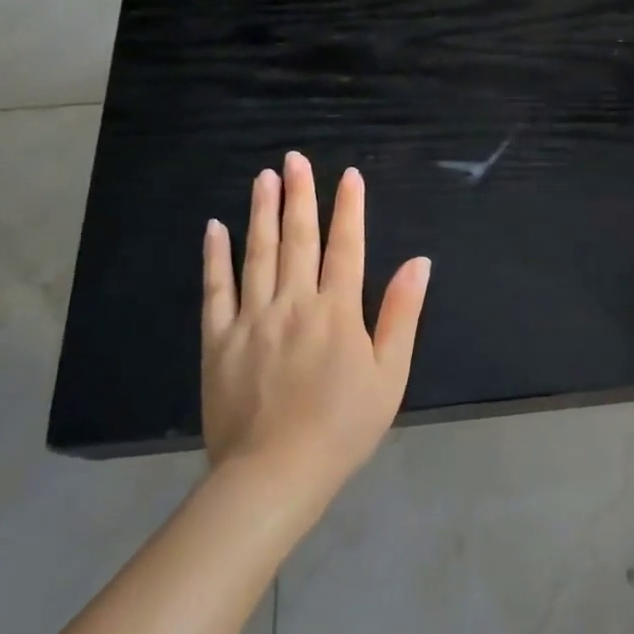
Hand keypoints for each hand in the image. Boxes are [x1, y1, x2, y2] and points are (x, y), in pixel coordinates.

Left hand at [200, 152, 430, 498]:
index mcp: (337, 311)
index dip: (349, 209)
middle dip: (300, 195)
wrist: (274, 474)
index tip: (348, 175)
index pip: (346, 246)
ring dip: (262, 213)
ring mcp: (252, 319)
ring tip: (264, 178)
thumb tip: (418, 262)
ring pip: (257, 254)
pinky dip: (215, 257)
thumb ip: (401, 314)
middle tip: (295, 159)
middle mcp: (294, 303)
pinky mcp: (218, 341)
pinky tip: (215, 228)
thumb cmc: (343, 426)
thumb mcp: (390, 374)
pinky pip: (216, 290)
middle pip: (298, 239)